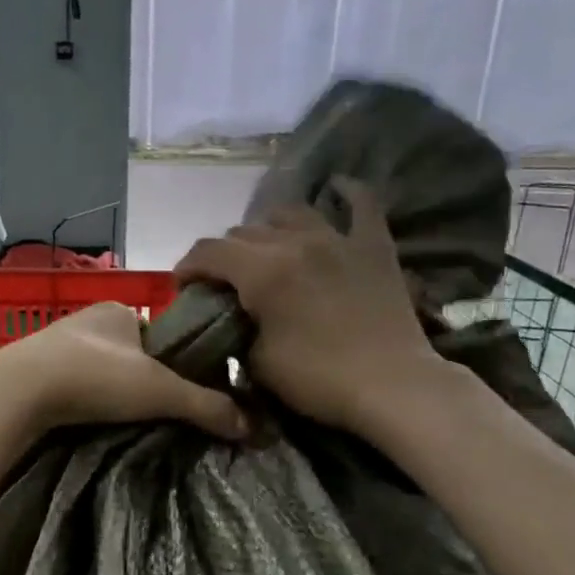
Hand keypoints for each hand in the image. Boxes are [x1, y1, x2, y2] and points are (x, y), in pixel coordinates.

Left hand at [0, 300, 248, 440]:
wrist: (17, 392)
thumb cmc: (94, 377)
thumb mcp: (159, 390)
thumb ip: (205, 405)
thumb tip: (252, 427)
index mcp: (119, 309)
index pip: (161, 335)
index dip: (175, 363)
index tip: (181, 394)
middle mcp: (87, 320)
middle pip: (130, 354)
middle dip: (142, 380)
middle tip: (156, 414)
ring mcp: (56, 344)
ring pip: (99, 370)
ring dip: (111, 392)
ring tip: (124, 423)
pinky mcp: (34, 370)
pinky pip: (73, 384)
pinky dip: (86, 400)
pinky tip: (90, 421)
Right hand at [173, 179, 447, 434]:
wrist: (391, 386)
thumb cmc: (317, 380)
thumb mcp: (257, 362)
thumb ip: (237, 329)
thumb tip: (233, 317)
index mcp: (263, 271)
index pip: (209, 252)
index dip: (188, 266)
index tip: (183, 286)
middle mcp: (296, 242)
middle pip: (245, 232)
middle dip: (224, 255)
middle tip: (223, 281)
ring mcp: (338, 239)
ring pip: (290, 212)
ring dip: (269, 228)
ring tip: (267, 249)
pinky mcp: (373, 246)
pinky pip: (360, 203)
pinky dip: (345, 193)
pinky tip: (336, 188)